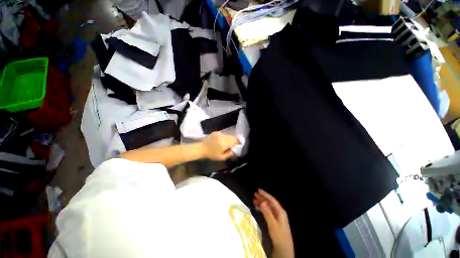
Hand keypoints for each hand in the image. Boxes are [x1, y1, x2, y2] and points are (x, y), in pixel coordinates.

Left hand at [201, 132, 238, 159]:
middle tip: (234, 145)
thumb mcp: (222, 157)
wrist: (202, 148)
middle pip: (232, 137)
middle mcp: (222, 137)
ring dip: (230, 139)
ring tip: (228, 143)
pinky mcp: (216, 132)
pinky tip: (222, 141)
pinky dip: (225, 137)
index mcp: (224, 143)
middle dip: (235, 141)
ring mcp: (219, 134)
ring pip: (228, 135)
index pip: (235, 141)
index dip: (238, 143)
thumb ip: (230, 154)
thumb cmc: (212, 154)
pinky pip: (224, 134)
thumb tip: (236, 151)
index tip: (238, 145)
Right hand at [254, 189, 293, 257]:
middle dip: (262, 198)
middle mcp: (279, 212)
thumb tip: (262, 202)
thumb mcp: (272, 224)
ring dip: (261, 203)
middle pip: (269, 202)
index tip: (258, 190)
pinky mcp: (274, 220)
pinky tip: (257, 208)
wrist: (283, 248)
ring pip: (268, 207)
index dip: (265, 194)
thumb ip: (267, 212)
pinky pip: (267, 211)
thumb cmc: (279, 236)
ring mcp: (277, 216)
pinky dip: (262, 209)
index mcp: (280, 211)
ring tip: (254, 201)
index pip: (272, 200)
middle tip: (254, 195)